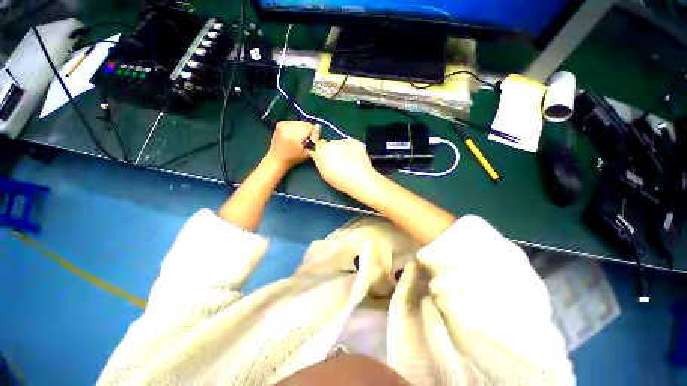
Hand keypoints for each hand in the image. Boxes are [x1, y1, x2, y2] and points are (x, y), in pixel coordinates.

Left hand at [265, 121, 319, 168]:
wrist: (276, 159)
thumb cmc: (293, 159)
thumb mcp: (308, 153)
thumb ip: (314, 139)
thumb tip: (318, 127)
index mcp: (295, 136)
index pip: (310, 126)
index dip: (312, 134)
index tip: (309, 141)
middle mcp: (288, 127)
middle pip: (305, 123)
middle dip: (307, 131)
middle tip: (304, 140)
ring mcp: (282, 124)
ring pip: (300, 122)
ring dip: (301, 129)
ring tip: (297, 138)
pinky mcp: (280, 123)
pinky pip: (294, 122)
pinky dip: (295, 127)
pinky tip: (292, 135)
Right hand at [308, 138, 379, 195]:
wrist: (360, 179)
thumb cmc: (340, 180)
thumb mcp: (324, 174)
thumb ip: (318, 161)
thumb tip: (314, 153)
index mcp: (323, 150)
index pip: (319, 144)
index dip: (323, 151)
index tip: (326, 158)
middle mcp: (333, 143)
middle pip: (331, 144)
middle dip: (334, 151)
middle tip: (339, 162)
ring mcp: (346, 141)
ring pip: (342, 144)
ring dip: (344, 150)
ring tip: (349, 162)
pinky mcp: (357, 142)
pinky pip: (352, 144)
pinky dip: (353, 150)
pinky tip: (356, 159)